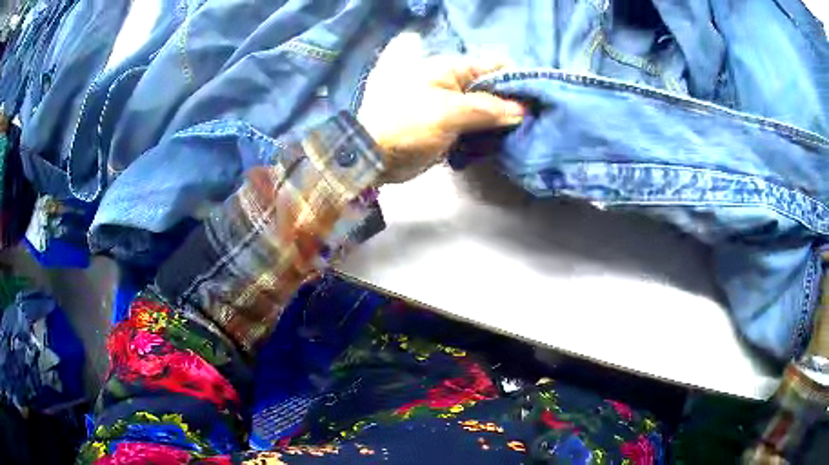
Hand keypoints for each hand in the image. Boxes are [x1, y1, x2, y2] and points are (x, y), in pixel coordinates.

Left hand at [357, 55, 524, 183]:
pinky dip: (486, 131)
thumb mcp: (450, 113)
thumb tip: (522, 109)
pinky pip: (473, 124)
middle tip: (530, 120)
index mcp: (447, 68)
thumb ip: (488, 109)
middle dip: (509, 102)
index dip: (515, 80)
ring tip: (520, 133)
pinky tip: (499, 141)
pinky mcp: (445, 124)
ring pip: (483, 107)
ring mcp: (447, 103)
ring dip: (499, 119)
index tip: (535, 99)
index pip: (491, 67)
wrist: (374, 156)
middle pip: (489, 88)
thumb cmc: (407, 125)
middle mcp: (449, 82)